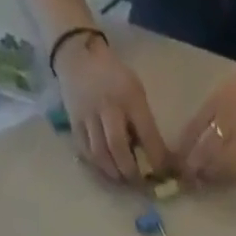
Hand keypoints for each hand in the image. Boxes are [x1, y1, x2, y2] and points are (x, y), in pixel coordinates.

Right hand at [55, 35, 169, 182]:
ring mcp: (87, 114)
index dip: (156, 159)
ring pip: (100, 154)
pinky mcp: (74, 122)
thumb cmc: (114, 76)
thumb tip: (155, 157)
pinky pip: (86, 151)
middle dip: (131, 170)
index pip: (147, 134)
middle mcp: (107, 105)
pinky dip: (98, 166)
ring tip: (123, 178)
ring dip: (114, 172)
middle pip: (118, 147)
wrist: (77, 54)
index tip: (162, 173)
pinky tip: (107, 169)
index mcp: (129, 96)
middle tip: (139, 181)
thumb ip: (144, 121)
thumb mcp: (135, 90)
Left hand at [175, 53, 235, 183]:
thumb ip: (211, 111)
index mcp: (218, 100)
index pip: (194, 130)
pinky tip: (223, 178)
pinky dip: (227, 176)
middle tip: (187, 178)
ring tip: (203, 180)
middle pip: (205, 151)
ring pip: (221, 164)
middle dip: (194, 167)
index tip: (177, 160)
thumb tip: (194, 137)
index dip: (184, 148)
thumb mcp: (227, 88)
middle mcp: (229, 120)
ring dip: (210, 175)